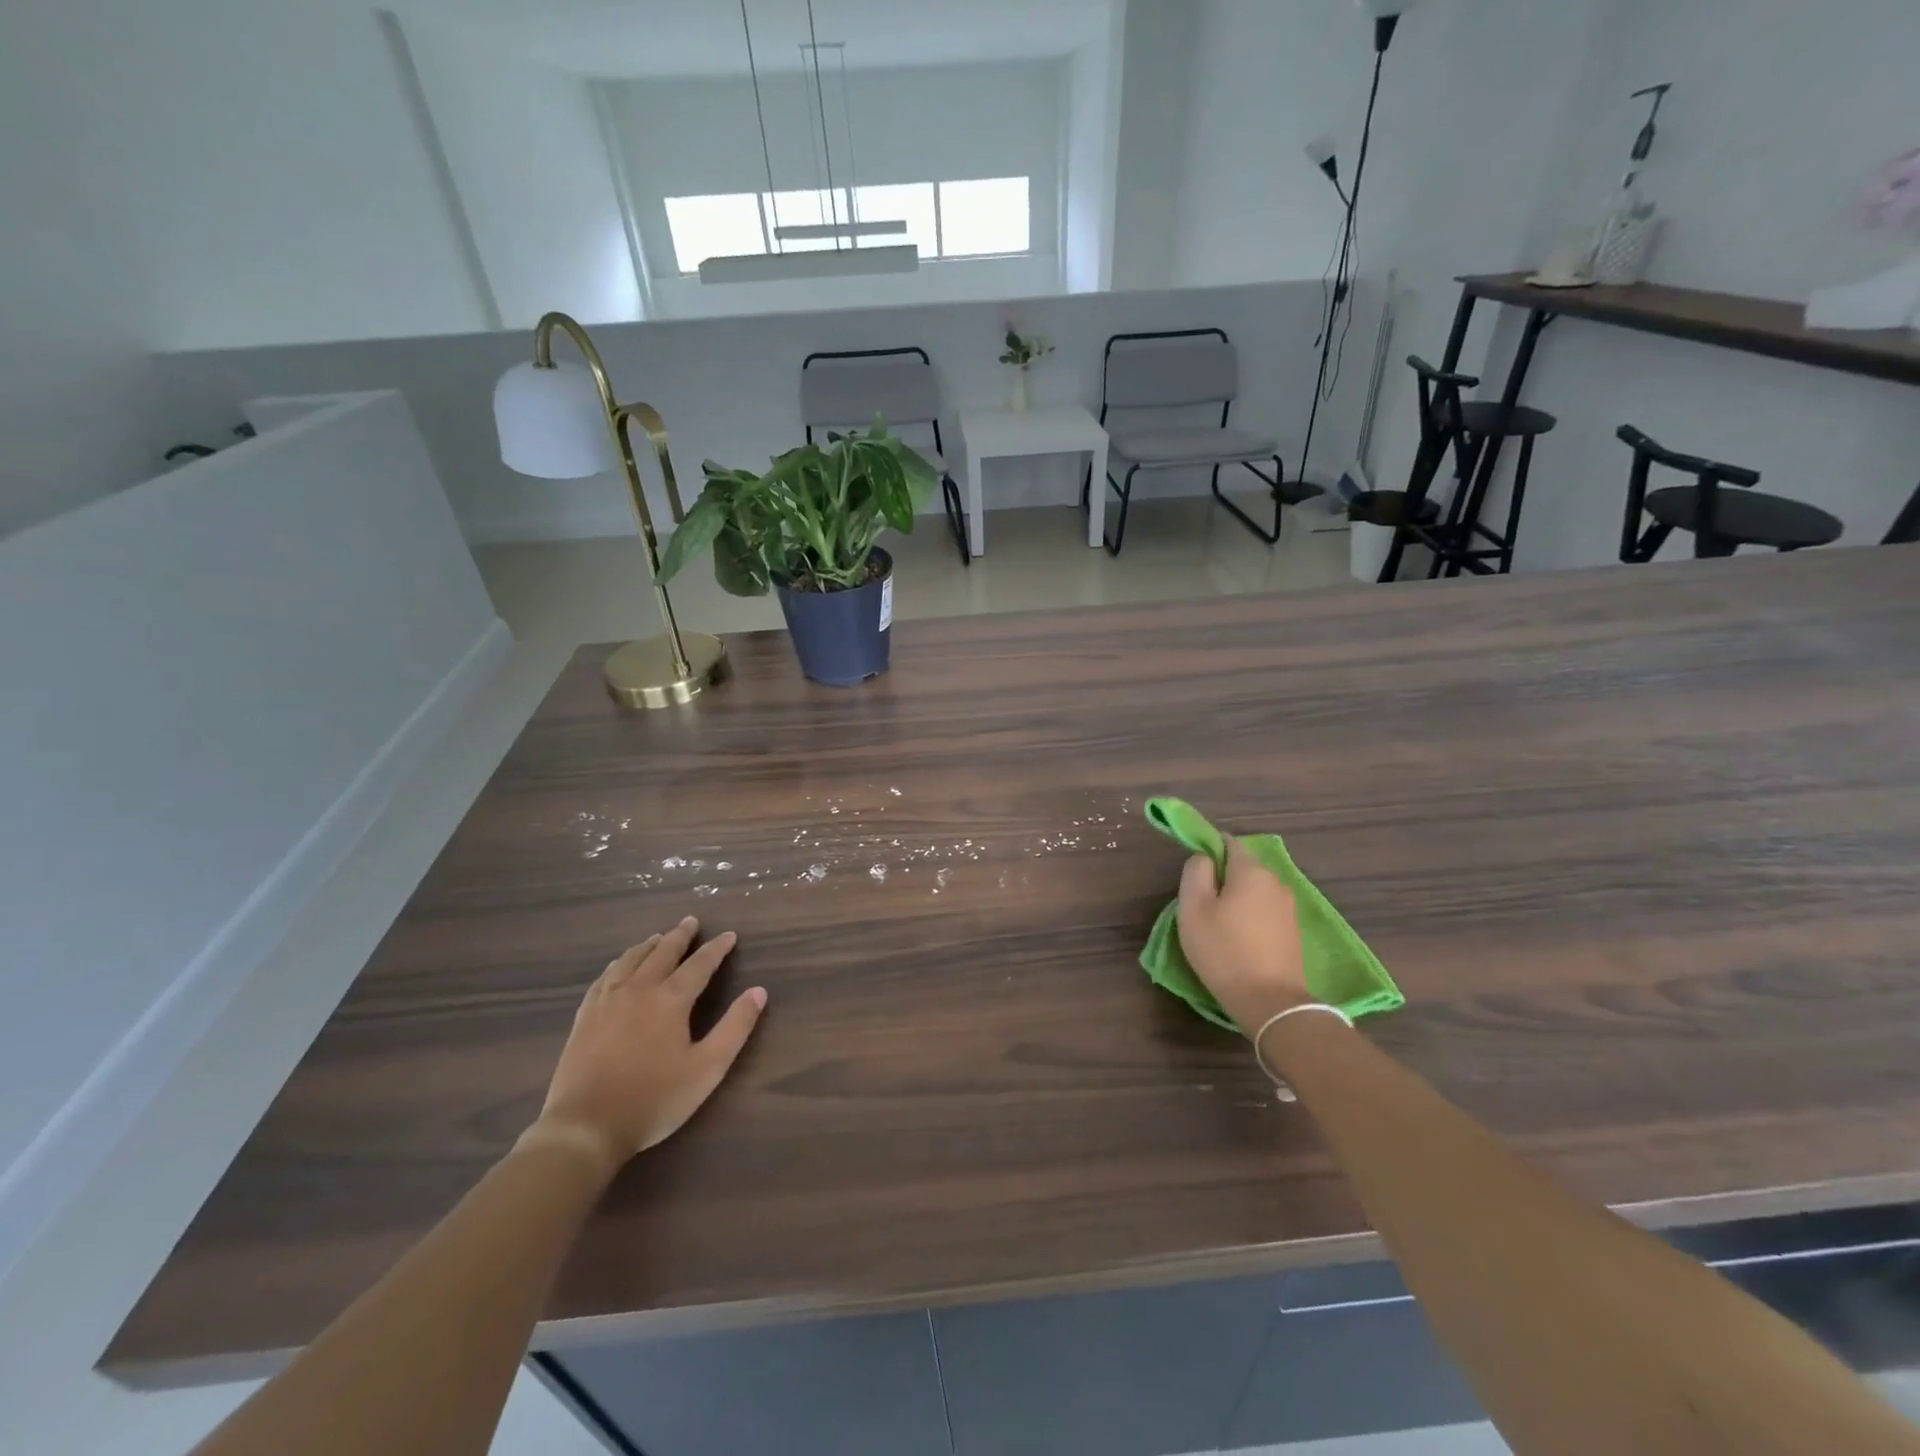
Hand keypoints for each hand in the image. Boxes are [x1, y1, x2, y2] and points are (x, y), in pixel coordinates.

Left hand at [533, 918, 766, 1171]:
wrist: (585, 1127)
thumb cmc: (654, 1099)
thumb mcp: (707, 1068)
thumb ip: (735, 1027)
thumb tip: (759, 991)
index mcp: (671, 1000)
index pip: (700, 964)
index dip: (716, 948)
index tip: (729, 935)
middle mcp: (639, 990)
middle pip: (662, 953)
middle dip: (680, 936)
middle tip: (690, 921)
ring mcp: (607, 1001)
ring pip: (630, 960)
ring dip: (648, 945)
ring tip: (658, 938)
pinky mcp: (584, 1017)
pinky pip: (604, 978)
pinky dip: (617, 964)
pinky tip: (618, 967)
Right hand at [1177, 839, 1309, 1032]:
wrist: (1271, 1003)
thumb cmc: (1224, 950)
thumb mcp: (1193, 908)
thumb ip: (1195, 872)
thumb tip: (1204, 858)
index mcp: (1251, 871)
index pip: (1228, 842)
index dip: (1208, 850)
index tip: (1194, 875)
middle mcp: (1275, 882)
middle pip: (1243, 867)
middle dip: (1221, 878)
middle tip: (1200, 905)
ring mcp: (1288, 907)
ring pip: (1254, 890)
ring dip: (1236, 899)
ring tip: (1218, 926)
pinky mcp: (1293, 931)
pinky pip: (1265, 911)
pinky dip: (1250, 917)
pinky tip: (1239, 940)